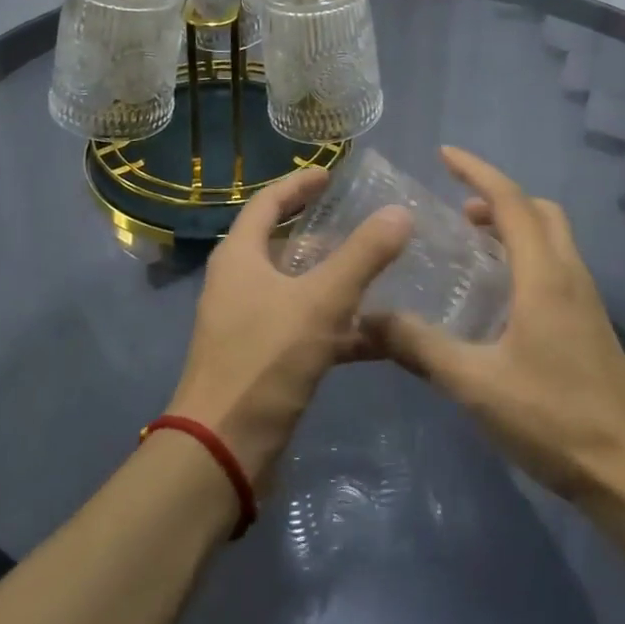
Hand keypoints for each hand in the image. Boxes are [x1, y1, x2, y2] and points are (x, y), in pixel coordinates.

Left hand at [168, 167, 410, 487]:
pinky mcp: (264, 359)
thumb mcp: (320, 301)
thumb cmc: (265, 360)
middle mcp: (239, 283)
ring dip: (335, 279)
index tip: (330, 174)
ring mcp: (250, 323)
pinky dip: (339, 326)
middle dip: (321, 231)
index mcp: (239, 257)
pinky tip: (380, 333)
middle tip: (361, 220)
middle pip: (282, 243)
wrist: (223, 449)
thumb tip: (400, 212)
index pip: (267, 203)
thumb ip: (362, 256)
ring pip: (298, 288)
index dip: (298, 185)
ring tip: (380, 270)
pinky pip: (306, 328)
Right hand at [360, 147, 624, 503]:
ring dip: (514, 225)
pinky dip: (526, 253)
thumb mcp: (476, 384)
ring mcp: (586, 298)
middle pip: (538, 210)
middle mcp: (569, 274)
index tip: (444, 154)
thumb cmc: (553, 419)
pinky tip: (500, 294)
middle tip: (457, 212)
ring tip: (473, 245)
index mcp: (544, 275)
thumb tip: (367, 319)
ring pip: (552, 237)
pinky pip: (556, 264)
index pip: (511, 201)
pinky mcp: (590, 322)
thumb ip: (420, 347)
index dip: (477, 171)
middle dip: (498, 197)